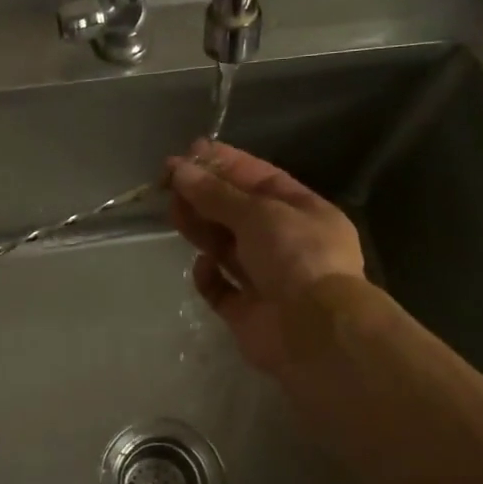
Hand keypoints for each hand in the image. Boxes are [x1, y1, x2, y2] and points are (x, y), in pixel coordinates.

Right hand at [167, 140, 367, 374]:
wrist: (314, 332)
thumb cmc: (296, 257)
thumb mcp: (258, 213)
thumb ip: (215, 194)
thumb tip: (178, 169)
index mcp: (303, 213)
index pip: (260, 179)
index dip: (225, 164)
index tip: (189, 152)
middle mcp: (287, 244)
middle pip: (238, 212)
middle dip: (205, 195)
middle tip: (168, 182)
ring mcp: (267, 279)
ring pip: (226, 247)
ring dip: (201, 228)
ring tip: (172, 211)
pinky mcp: (247, 312)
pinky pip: (221, 288)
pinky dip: (209, 276)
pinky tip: (202, 264)